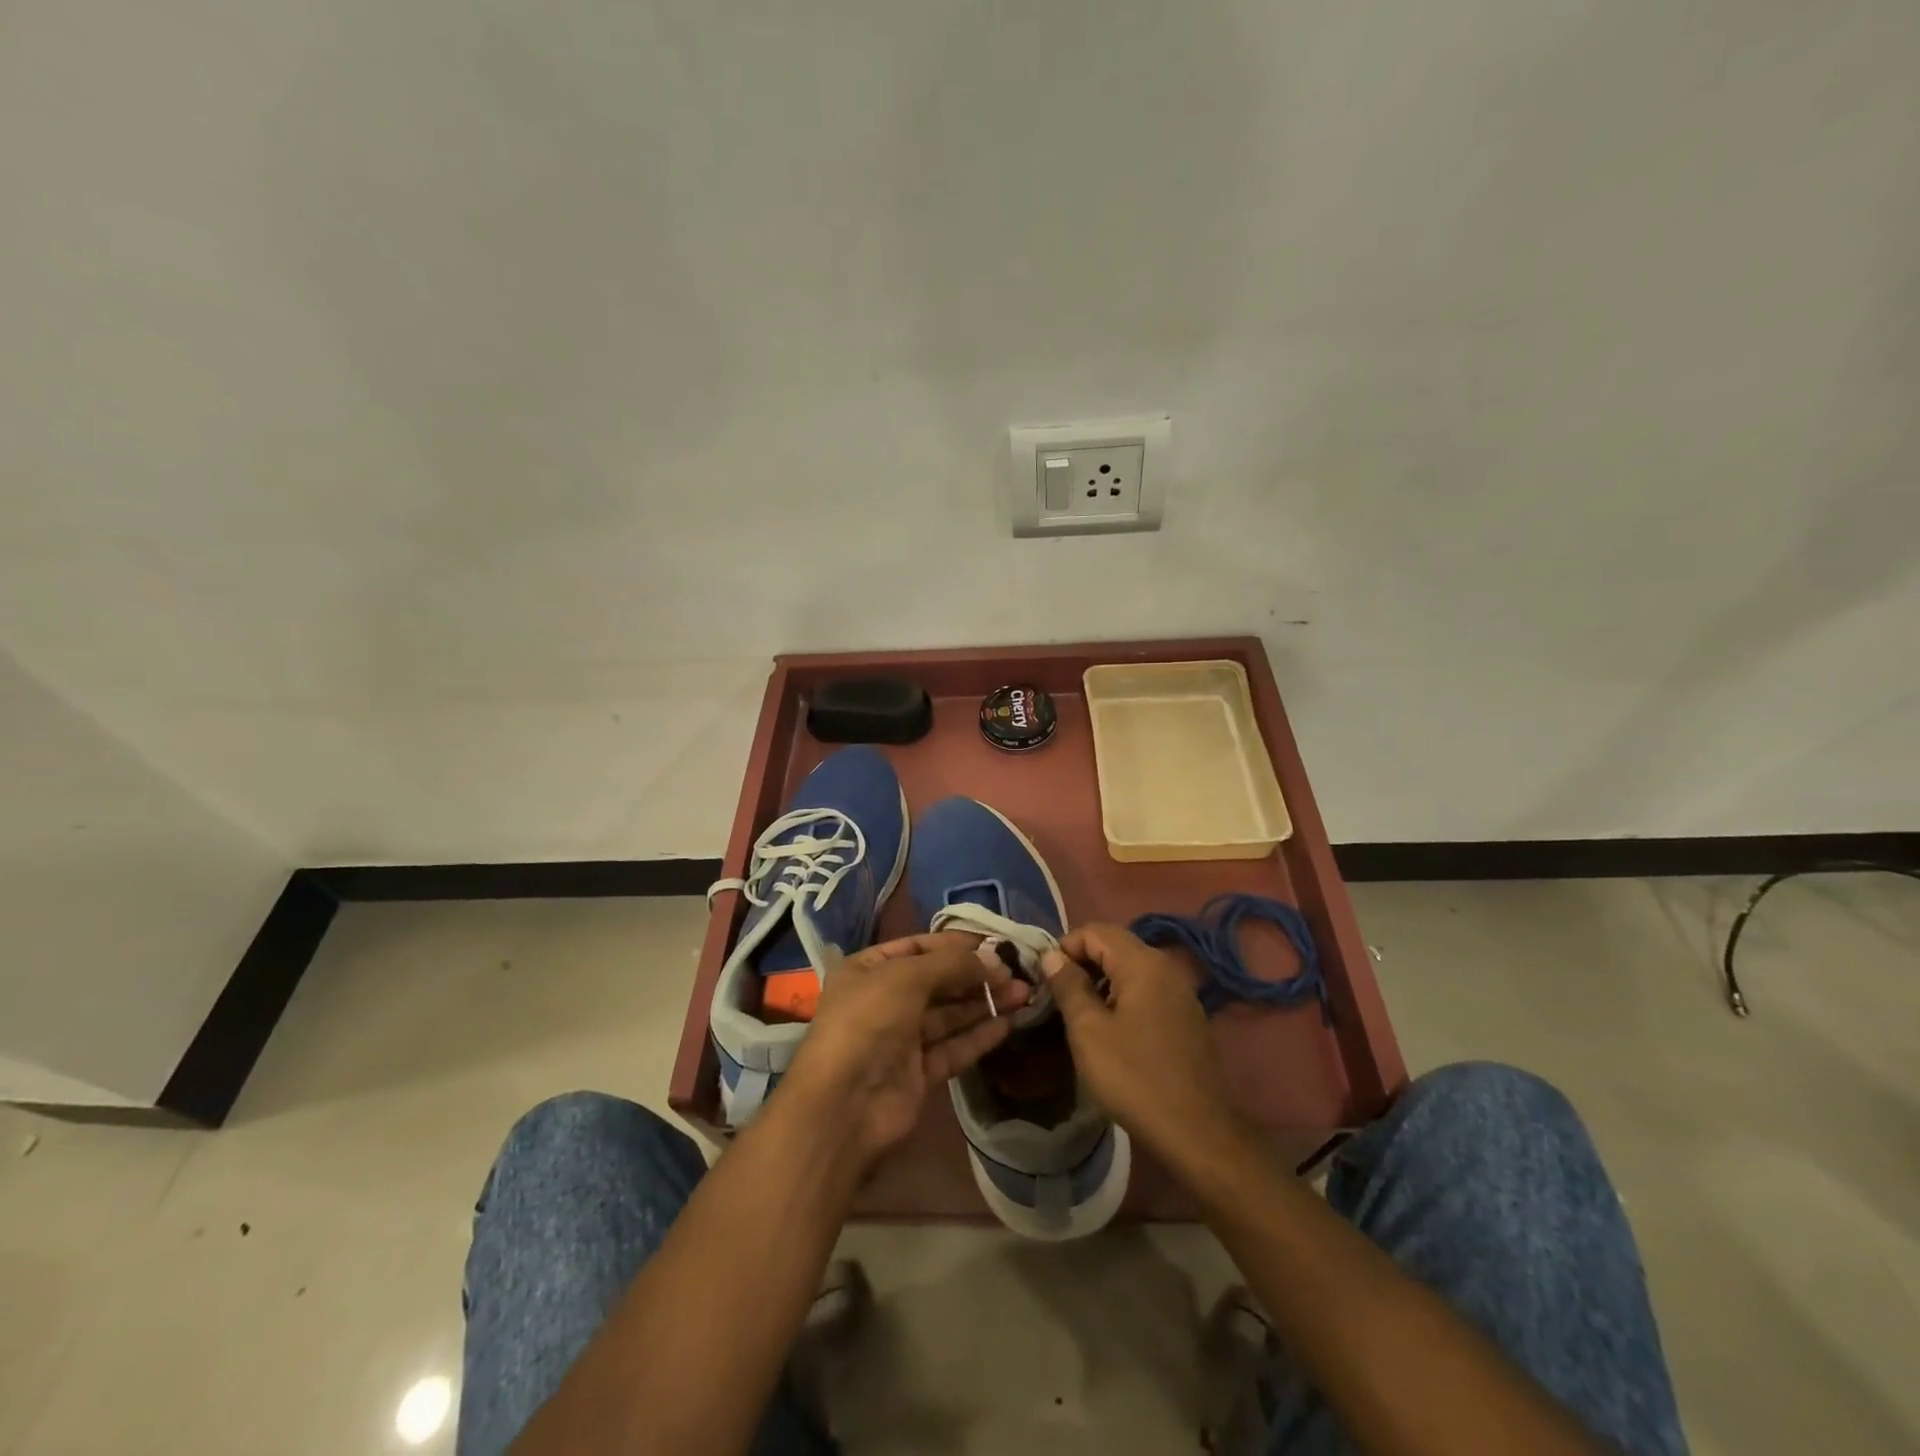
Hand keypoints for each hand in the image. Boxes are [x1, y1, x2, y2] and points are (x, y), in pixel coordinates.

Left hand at [780, 932, 1030, 1169]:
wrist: (844, 1105)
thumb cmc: (868, 1021)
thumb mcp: (906, 976)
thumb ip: (953, 965)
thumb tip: (995, 960)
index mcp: (868, 969)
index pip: (918, 946)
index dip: (956, 944)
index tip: (995, 944)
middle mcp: (884, 1000)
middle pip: (938, 981)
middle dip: (977, 975)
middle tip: (1018, 971)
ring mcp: (901, 1039)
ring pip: (950, 1014)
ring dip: (985, 1003)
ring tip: (1024, 993)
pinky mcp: (919, 1073)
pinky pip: (954, 1047)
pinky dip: (980, 1035)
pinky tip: (1009, 1023)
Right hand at [1042, 923, 1240, 1170]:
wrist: (1197, 1132)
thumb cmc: (1134, 1077)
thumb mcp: (1088, 1031)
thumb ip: (1068, 986)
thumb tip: (1052, 956)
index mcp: (1142, 963)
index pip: (1095, 931)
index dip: (1065, 947)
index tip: (1045, 978)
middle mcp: (1165, 967)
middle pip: (1115, 945)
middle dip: (1082, 962)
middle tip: (1057, 995)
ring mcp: (1181, 992)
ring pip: (1131, 968)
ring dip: (1101, 980)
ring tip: (1079, 1012)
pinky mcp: (1187, 1016)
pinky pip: (1147, 990)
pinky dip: (1123, 996)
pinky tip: (1111, 1028)